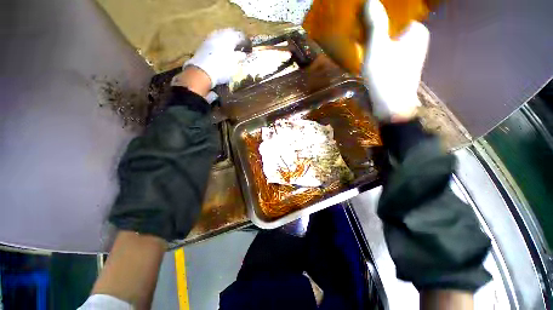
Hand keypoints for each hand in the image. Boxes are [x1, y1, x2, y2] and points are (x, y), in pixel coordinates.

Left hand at [184, 28, 247, 88]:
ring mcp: (210, 38)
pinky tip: (222, 53)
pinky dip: (221, 46)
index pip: (240, 36)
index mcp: (229, 37)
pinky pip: (215, 42)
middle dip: (236, 41)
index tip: (250, 50)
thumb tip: (243, 54)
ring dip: (228, 43)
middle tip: (241, 49)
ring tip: (232, 51)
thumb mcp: (234, 64)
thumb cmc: (222, 68)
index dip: (246, 43)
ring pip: (222, 37)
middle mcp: (219, 33)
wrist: (202, 72)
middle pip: (230, 34)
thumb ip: (239, 57)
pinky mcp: (203, 44)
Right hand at [362, 0, 429, 121]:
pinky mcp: (399, 66)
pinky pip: (387, 51)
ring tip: (359, 37)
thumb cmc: (386, 77)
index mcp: (416, 31)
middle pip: (392, 26)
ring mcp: (408, 55)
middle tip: (358, 25)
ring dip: (374, 38)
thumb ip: (375, 23)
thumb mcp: (377, 48)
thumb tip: (370, 0)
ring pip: (388, 40)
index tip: (363, 13)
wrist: (390, 108)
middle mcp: (415, 40)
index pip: (397, 12)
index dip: (379, 12)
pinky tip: (365, 52)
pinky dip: (376, 50)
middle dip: (375, 25)